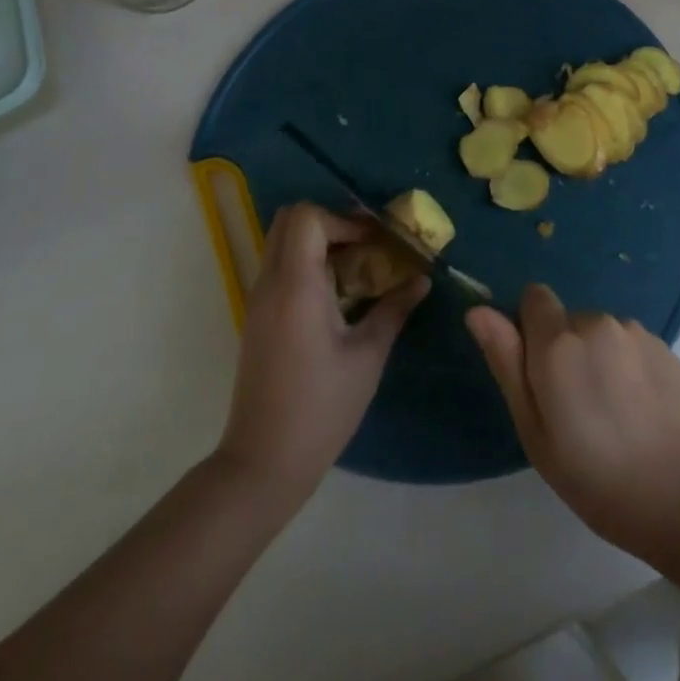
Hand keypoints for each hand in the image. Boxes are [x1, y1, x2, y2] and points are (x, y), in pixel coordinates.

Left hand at [218, 203, 427, 501]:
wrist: (264, 461)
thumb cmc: (322, 408)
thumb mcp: (367, 356)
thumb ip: (394, 309)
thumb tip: (422, 280)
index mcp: (297, 287)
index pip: (307, 218)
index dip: (343, 219)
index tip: (375, 241)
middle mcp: (270, 283)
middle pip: (289, 220)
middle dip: (330, 222)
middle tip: (365, 245)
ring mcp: (258, 300)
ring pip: (281, 242)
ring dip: (318, 242)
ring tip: (357, 267)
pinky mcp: (257, 317)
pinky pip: (279, 267)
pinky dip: (307, 262)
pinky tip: (338, 293)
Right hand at [468, 285, 679, 558]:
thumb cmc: (601, 479)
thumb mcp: (537, 433)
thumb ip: (507, 364)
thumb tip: (478, 311)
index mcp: (558, 342)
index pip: (533, 297)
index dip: (528, 330)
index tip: (538, 376)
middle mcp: (596, 322)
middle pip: (566, 320)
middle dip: (563, 350)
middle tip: (575, 410)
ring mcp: (635, 332)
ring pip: (599, 334)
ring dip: (596, 359)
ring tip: (613, 416)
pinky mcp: (665, 346)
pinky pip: (628, 345)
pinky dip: (626, 367)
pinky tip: (640, 412)